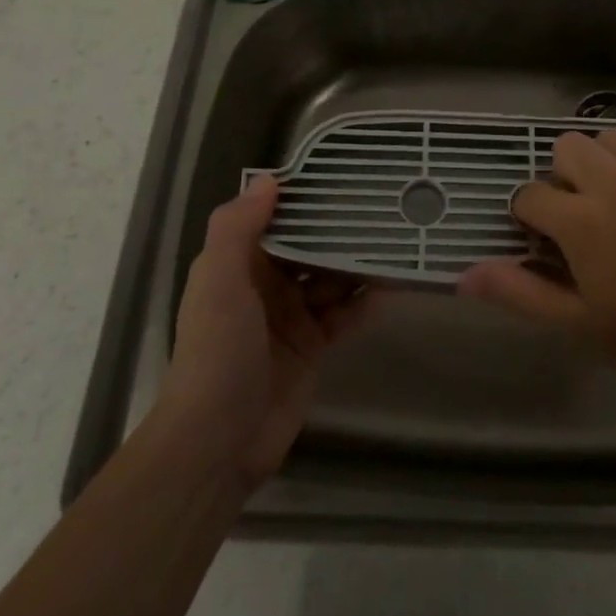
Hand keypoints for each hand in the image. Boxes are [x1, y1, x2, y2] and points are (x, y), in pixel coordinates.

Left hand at [165, 174, 378, 489]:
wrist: (218, 441)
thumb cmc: (217, 351)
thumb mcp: (219, 281)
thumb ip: (237, 228)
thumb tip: (270, 179)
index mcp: (239, 265)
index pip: (275, 220)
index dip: (304, 199)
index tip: (341, 175)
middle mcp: (266, 286)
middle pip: (309, 247)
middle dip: (340, 229)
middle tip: (384, 204)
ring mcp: (292, 318)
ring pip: (332, 279)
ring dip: (359, 263)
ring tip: (398, 238)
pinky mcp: (314, 347)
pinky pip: (346, 315)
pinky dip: (366, 302)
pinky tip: (393, 286)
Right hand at [458, 130, 615, 394]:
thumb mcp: (581, 325)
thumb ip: (521, 293)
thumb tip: (465, 275)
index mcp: (582, 221)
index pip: (531, 195)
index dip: (528, 216)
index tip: (543, 239)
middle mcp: (615, 182)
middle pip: (567, 147)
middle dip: (562, 177)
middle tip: (580, 215)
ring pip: (611, 138)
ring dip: (603, 162)